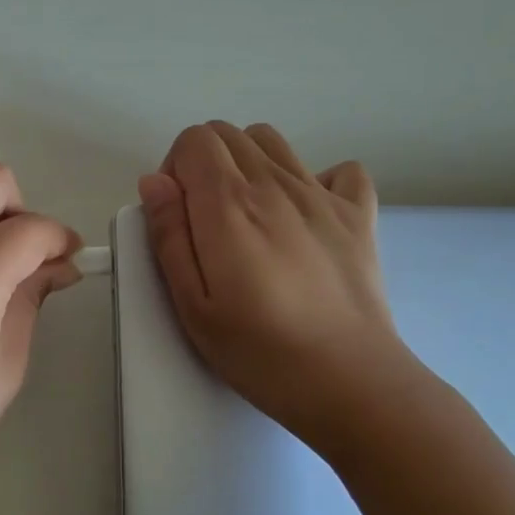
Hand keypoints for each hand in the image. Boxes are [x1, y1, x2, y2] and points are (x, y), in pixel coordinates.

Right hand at [138, 122, 422, 458]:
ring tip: (251, 213)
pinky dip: (319, 179)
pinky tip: (309, 216)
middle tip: (208, 220)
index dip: (176, 169)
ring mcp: (322, 194)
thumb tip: (155, 181)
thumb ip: (169, 236)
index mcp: (229, 203)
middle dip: (205, 163)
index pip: (194, 140)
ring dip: (250, 161)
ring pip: (273, 140)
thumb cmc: (260, 351)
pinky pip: (340, 169)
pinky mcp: (359, 213)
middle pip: (229, 134)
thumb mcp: (192, 305)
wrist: (349, 380)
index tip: (180, 214)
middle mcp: (274, 184)